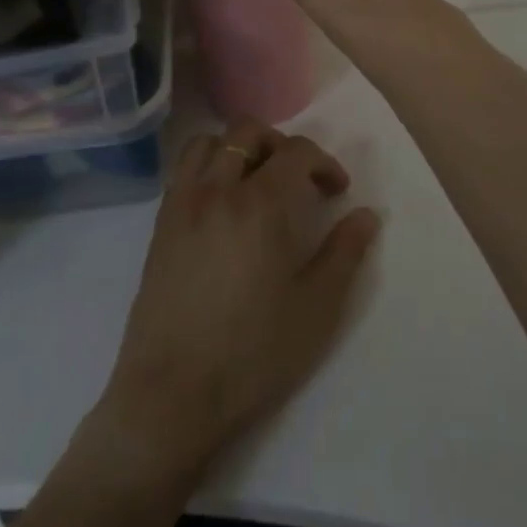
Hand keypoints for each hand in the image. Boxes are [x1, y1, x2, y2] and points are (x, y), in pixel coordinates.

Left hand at [98, 117, 380, 488]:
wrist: (172, 394)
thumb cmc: (253, 352)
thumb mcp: (317, 308)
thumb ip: (345, 253)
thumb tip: (366, 214)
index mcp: (262, 204)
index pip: (297, 151)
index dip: (324, 162)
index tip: (337, 192)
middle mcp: (219, 189)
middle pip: (249, 132)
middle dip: (282, 145)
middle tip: (299, 182)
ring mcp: (183, 204)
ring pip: (210, 142)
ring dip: (240, 148)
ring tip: (257, 182)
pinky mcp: (160, 225)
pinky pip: (184, 170)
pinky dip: (208, 165)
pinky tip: (222, 205)